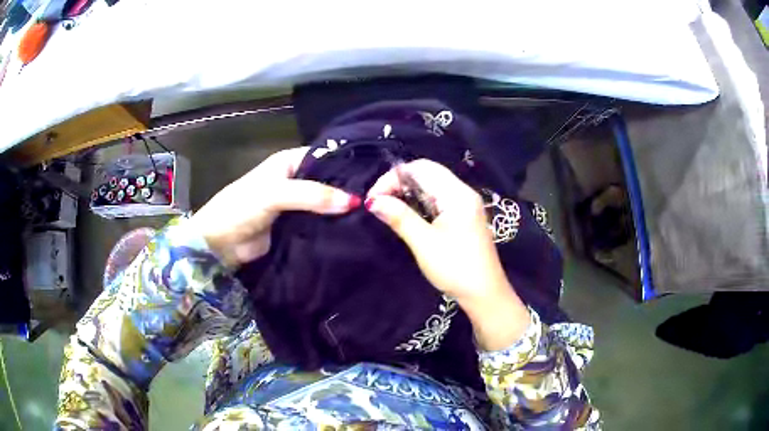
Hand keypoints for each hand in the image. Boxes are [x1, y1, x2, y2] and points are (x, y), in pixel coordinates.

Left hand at [190, 147, 359, 266]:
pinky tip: (357, 230)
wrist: (219, 245)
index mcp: (289, 162)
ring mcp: (296, 206)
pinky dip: (333, 227)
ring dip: (342, 210)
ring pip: (325, 204)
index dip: (348, 164)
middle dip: (348, 189)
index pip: (325, 156)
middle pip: (328, 181)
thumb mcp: (274, 193)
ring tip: (375, 215)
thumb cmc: (240, 208)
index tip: (376, 174)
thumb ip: (312, 194)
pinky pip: (319, 224)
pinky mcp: (297, 228)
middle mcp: (295, 180)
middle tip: (380, 198)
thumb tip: (353, 202)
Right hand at [366, 159, 530, 349]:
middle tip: (379, 202)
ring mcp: (465, 204)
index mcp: (457, 194)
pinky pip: (438, 199)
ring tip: (389, 208)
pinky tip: (408, 214)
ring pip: (432, 186)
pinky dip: (420, 202)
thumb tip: (373, 201)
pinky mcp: (464, 216)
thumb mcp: (424, 243)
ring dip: (408, 193)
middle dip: (399, 183)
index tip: (373, 198)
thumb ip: (399, 217)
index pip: (421, 168)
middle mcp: (463, 193)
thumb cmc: (455, 268)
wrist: (484, 294)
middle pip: (427, 173)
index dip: (393, 177)